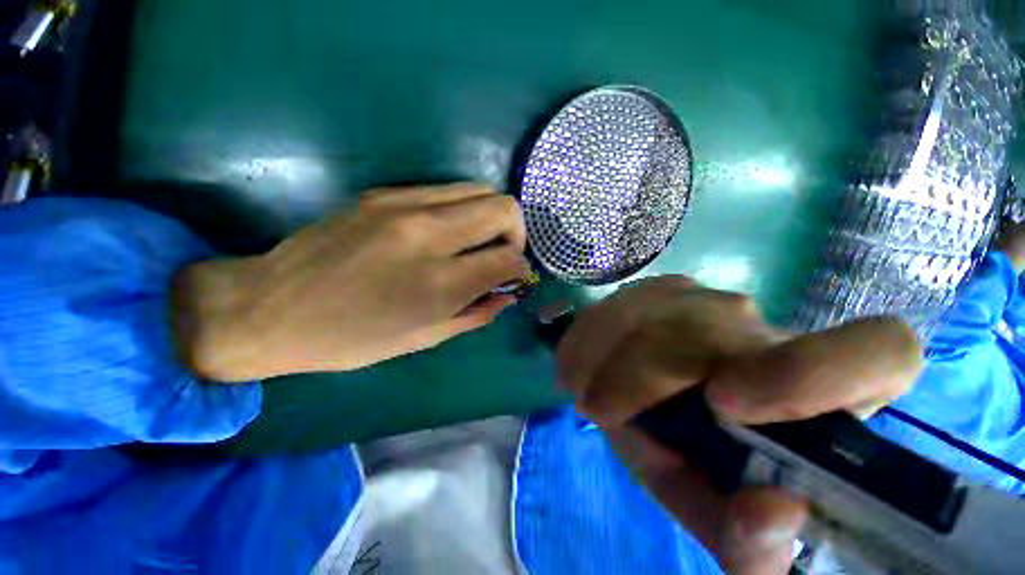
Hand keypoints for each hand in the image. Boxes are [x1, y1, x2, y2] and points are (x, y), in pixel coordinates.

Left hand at [173, 184, 529, 380]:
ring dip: (491, 215)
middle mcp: (428, 234)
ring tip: (477, 240)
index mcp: (438, 283)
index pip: (508, 258)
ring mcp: (404, 204)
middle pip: (503, 207)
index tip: (513, 275)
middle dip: (515, 232)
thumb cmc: (352, 338)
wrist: (271, 306)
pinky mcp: (384, 192)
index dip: (520, 267)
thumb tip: (507, 294)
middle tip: (502, 253)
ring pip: (479, 189)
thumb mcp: (424, 339)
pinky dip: (462, 209)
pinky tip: (446, 232)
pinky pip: (446, 190)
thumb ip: (476, 314)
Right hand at [556, 277, 922, 574]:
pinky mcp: (658, 290)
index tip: (725, 406)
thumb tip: (775, 513)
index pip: (880, 349)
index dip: (811, 372)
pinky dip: (590, 334)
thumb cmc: (702, 470)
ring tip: (586, 388)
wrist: (662, 413)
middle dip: (639, 376)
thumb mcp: (723, 520)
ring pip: (650, 309)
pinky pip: (617, 302)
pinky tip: (581, 360)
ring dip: (605, 353)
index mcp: (820, 394)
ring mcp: (705, 299)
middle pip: (706, 331)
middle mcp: (766, 330)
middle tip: (600, 410)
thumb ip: (755, 546)